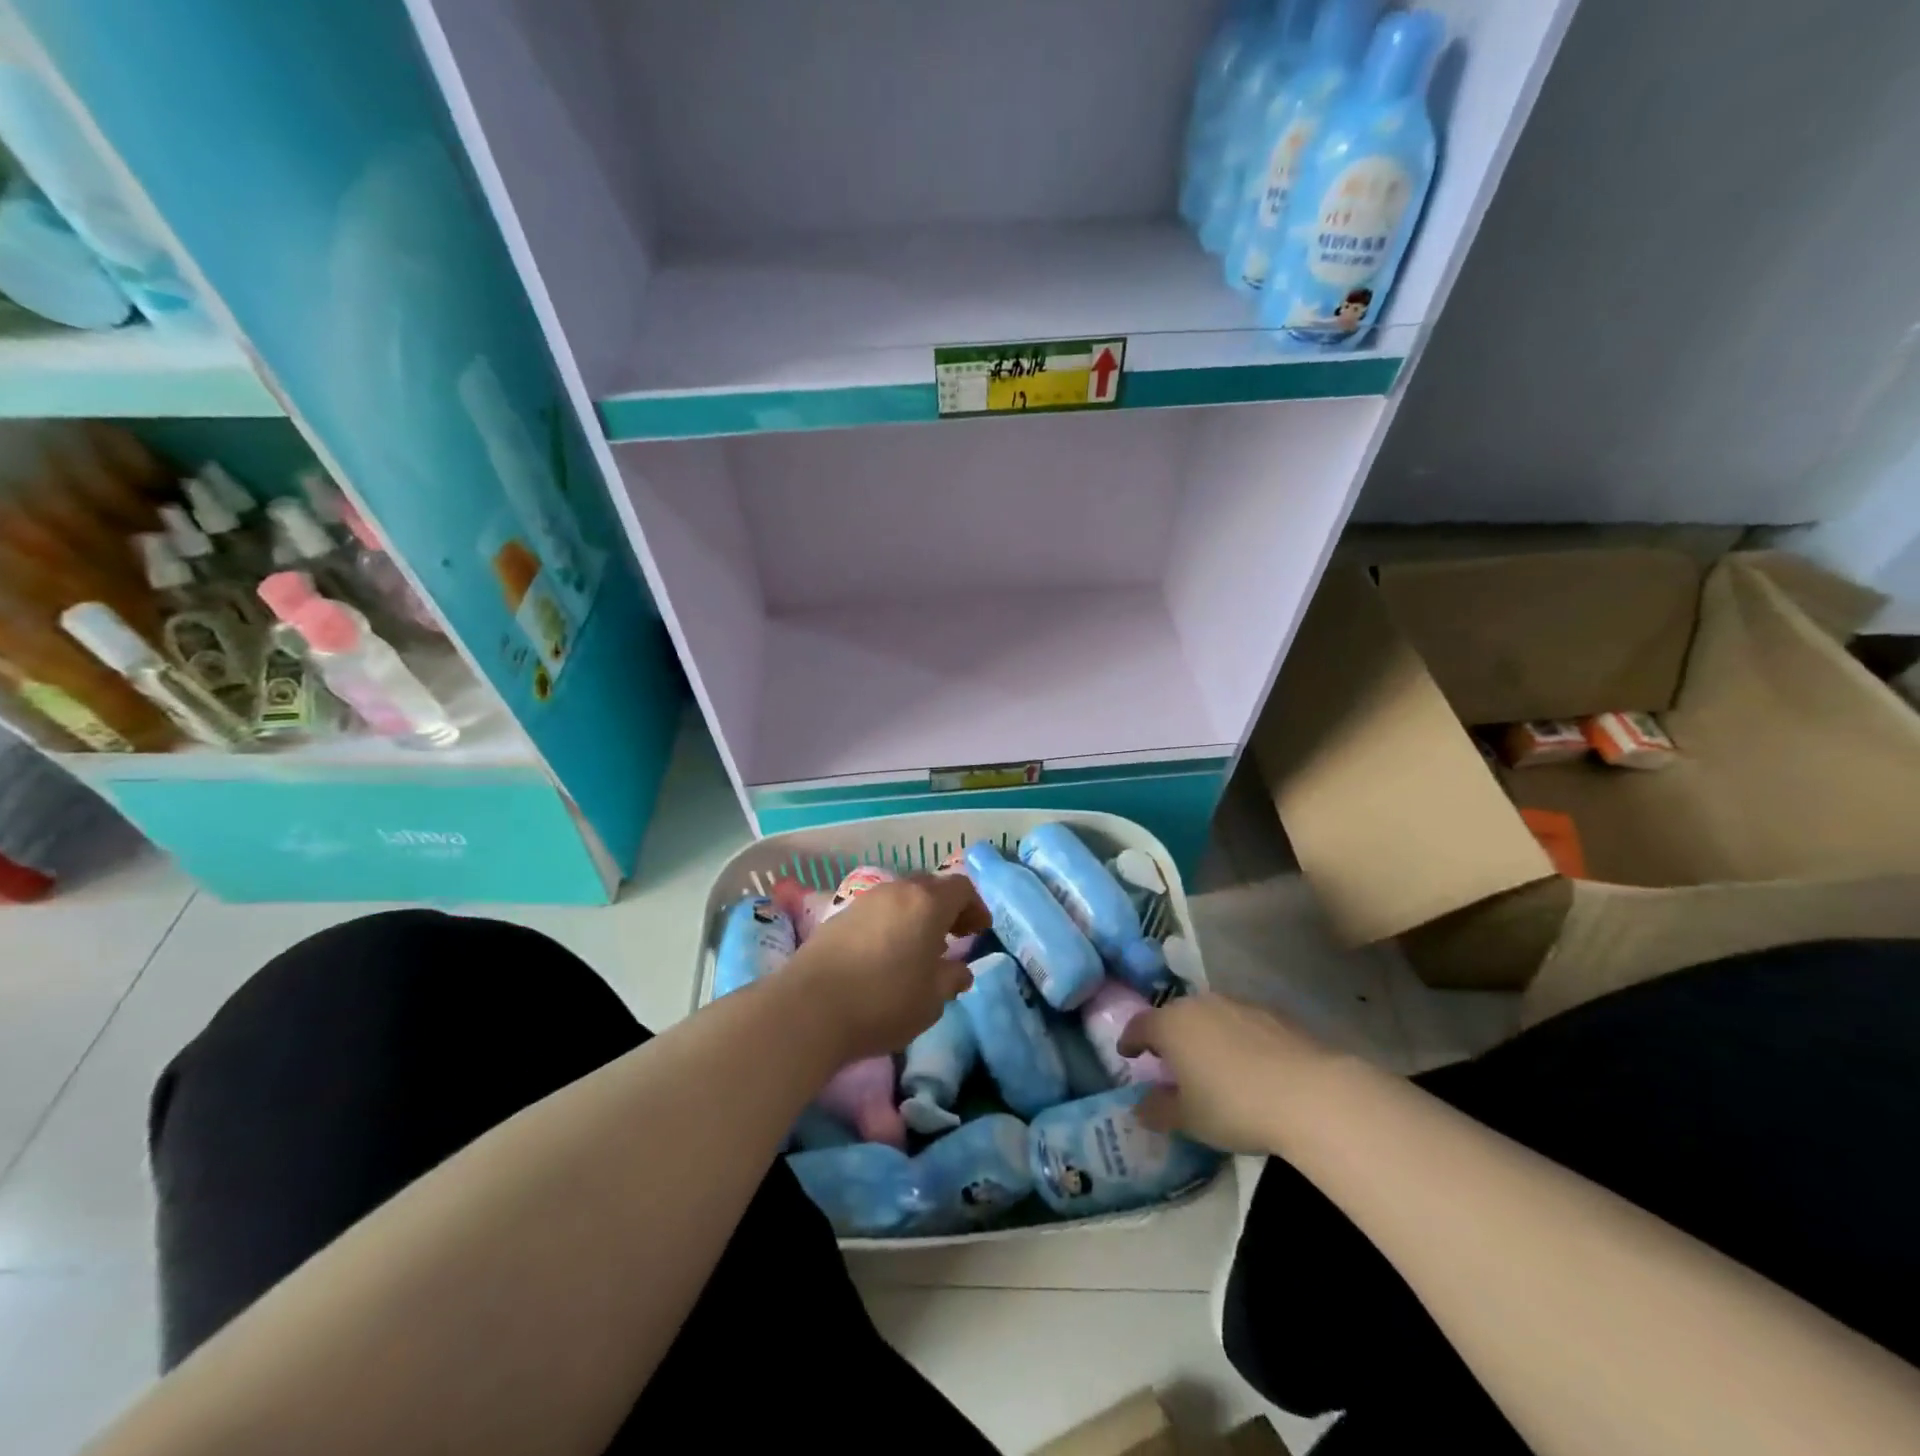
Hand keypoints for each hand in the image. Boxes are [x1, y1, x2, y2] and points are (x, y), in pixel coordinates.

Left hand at [785, 874, 989, 1063]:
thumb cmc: (884, 1001)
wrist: (809, 1008)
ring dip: (917, 915)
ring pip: (901, 896)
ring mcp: (864, 901)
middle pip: (930, 886)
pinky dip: (892, 923)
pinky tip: (887, 953)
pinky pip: (877, 910)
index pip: (961, 888)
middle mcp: (896, 891)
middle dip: (947, 907)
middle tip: (955, 936)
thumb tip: (960, 970)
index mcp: (927, 903)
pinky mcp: (839, 916)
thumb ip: (951, 979)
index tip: (980, 931)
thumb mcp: (931, 999)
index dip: (975, 907)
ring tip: (920, 947)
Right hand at [1118, 994, 1338, 1153]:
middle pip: (1174, 1016)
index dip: (1130, 1040)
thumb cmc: (1234, 1105)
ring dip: (1204, 1035)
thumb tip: (1139, 1108)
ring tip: (1210, 1063)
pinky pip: (1241, 1023)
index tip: (1127, 1053)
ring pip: (1209, 1016)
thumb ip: (1158, 1111)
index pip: (1139, 1025)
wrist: (1310, 1093)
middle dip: (1168, 1036)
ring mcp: (1238, 1004)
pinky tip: (1249, 1065)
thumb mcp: (1189, 1119)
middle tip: (1169, 1061)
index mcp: (1171, 1024)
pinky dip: (1236, 1039)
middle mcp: (1200, 1004)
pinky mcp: (1273, 1013)